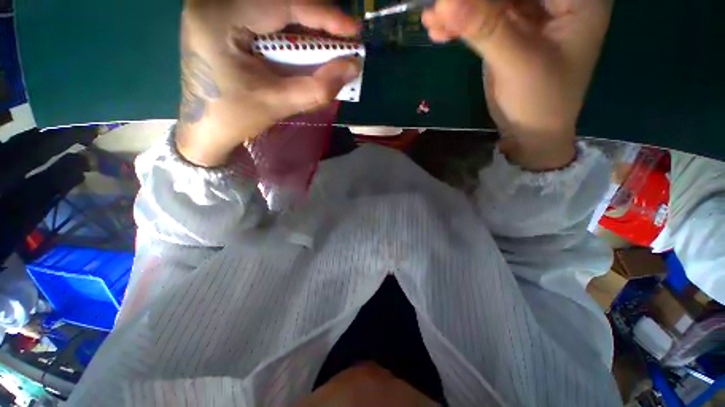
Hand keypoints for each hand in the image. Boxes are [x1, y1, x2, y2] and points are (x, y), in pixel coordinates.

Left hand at [176, 0, 360, 166]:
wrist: (205, 127)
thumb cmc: (236, 117)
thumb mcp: (279, 104)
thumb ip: (319, 87)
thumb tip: (353, 67)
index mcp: (219, 17)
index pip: (282, 3)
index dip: (323, 14)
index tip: (353, 29)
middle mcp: (214, 1)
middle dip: (315, 17)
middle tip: (343, 37)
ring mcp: (216, 6)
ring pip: (273, 4)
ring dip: (305, 22)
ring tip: (329, 40)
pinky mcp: (222, 16)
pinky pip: (264, 13)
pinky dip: (290, 27)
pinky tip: (306, 41)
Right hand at [422, 0, 611, 169]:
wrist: (531, 133)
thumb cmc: (540, 101)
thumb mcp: (518, 63)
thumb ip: (486, 30)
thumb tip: (446, 1)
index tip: (453, 0)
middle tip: (438, 8)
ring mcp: (531, 14)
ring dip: (460, 10)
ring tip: (431, 21)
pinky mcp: (510, 31)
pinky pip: (483, 18)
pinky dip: (461, 24)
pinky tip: (440, 32)